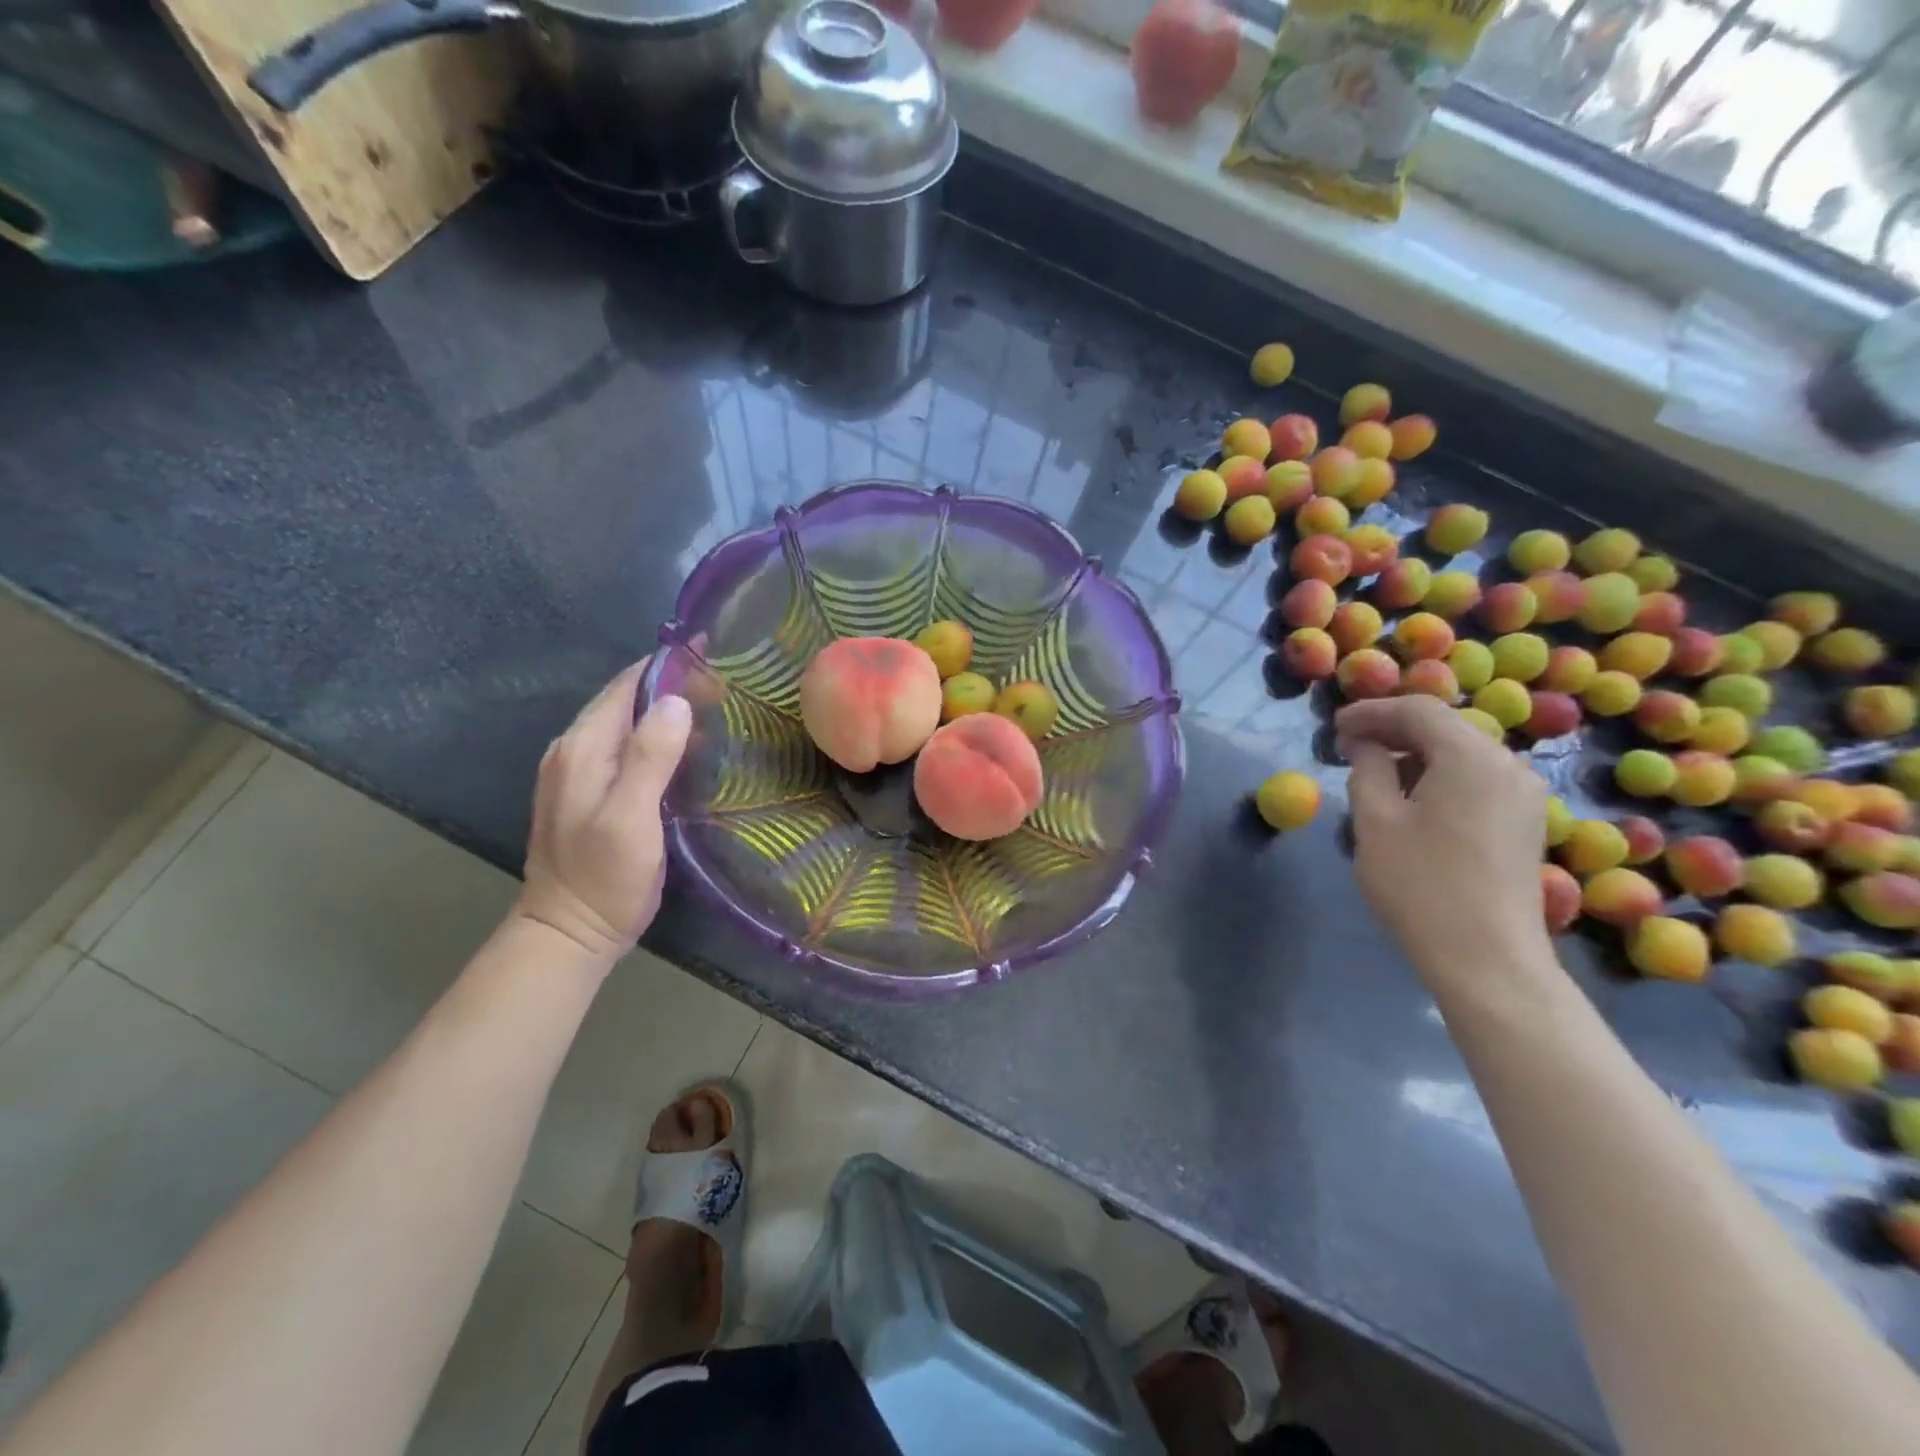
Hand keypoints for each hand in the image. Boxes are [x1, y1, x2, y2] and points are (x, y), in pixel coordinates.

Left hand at [515, 662, 691, 966]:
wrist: (568, 933)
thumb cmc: (604, 878)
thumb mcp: (631, 818)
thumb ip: (650, 757)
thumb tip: (677, 700)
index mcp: (582, 748)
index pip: (627, 684)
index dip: (669, 665)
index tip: (715, 656)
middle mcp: (574, 750)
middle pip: (626, 699)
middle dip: (674, 685)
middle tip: (728, 688)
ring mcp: (577, 771)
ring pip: (627, 722)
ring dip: (668, 711)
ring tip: (717, 710)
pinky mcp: (589, 792)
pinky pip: (626, 747)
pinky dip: (658, 736)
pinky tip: (688, 749)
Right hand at [1337, 697, 1551, 989]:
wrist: (1487, 959)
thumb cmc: (1420, 885)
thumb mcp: (1375, 821)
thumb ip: (1367, 768)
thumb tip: (1365, 743)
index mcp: (1471, 757)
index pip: (1418, 710)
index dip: (1371, 711)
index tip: (1333, 727)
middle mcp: (1508, 765)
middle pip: (1445, 727)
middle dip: (1393, 729)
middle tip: (1348, 746)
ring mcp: (1524, 795)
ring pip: (1462, 753)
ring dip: (1415, 753)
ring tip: (1373, 773)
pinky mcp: (1524, 821)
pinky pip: (1476, 778)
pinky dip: (1439, 776)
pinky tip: (1411, 799)